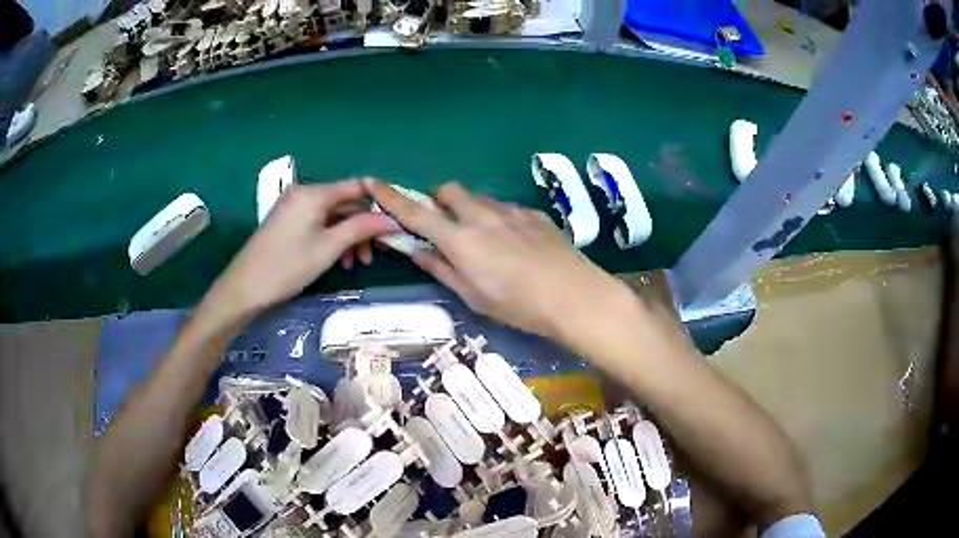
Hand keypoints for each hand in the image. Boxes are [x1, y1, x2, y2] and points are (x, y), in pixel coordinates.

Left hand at [205, 180, 398, 320]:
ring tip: (354, 264)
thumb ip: (361, 228)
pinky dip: (331, 238)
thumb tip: (393, 219)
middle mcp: (304, 192)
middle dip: (362, 227)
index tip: (395, 223)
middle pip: (345, 202)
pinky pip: (318, 222)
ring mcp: (294, 206)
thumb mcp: (329, 247)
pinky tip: (337, 259)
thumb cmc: (288, 266)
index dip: (379, 202)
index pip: (357, 186)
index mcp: (314, 192)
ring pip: (333, 215)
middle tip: (373, 255)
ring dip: (348, 236)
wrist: (245, 287)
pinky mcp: (287, 221)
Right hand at [363, 179, 627, 341]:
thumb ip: (442, 268)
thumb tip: (415, 250)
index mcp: (461, 239)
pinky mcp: (534, 214)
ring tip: (485, 241)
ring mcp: (511, 211)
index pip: (416, 213)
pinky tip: (515, 243)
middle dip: (440, 201)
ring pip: (479, 198)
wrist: (575, 296)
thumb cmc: (520, 306)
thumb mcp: (474, 296)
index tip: (373, 182)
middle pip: (449, 191)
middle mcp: (483, 216)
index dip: (391, 198)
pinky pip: (506, 208)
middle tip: (447, 226)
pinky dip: (499, 219)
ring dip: (470, 210)